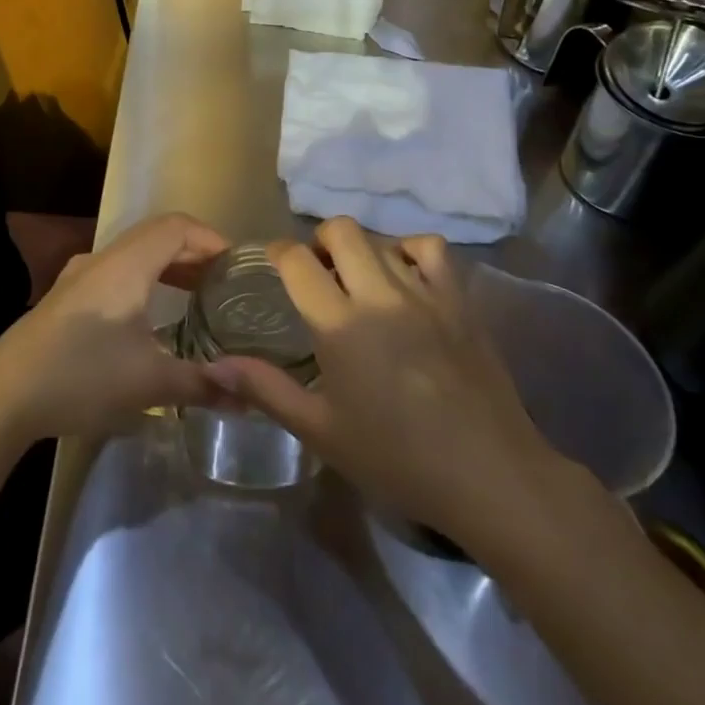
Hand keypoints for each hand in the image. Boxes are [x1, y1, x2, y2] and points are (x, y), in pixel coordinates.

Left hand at [0, 212, 230, 444]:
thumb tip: (249, 398)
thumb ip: (202, 383)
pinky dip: (145, 284)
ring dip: (168, 269)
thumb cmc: (82, 375)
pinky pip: (117, 275)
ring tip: (197, 299)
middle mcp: (102, 258)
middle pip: (157, 237)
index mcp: (126, 263)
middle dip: (195, 255)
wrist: (2, 395)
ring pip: (135, 256)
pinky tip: (152, 320)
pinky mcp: (65, 299)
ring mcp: (79, 277)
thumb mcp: (149, 382)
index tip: (239, 268)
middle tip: (225, 287)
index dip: (212, 239)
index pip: (178, 226)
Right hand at [209, 217, 589, 558]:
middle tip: (317, 272)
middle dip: (319, 240)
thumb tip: (215, 365)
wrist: (490, 475)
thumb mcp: (322, 431)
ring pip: (382, 237)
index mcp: (339, 324)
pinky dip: (410, 251)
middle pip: (340, 229)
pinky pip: (431, 249)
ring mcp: (423, 292)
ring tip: (358, 276)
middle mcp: (378, 294)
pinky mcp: (458, 300)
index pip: (297, 259)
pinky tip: (405, 276)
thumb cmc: (397, 458)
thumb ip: (267, 390)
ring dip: (361, 248)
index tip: (274, 264)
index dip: (278, 252)